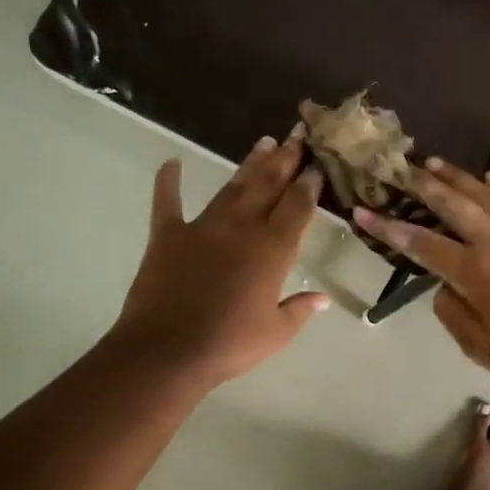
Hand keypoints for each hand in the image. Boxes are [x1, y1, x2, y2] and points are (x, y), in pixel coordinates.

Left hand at [114, 130, 328, 387]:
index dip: (308, 185)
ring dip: (248, 165)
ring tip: (263, 143)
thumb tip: (322, 298)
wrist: (167, 352)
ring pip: (231, 188)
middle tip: (295, 137)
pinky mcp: (167, 237)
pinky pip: (168, 203)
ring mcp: (202, 228)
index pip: (297, 207)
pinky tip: (171, 163)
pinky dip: (168, 182)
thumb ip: (300, 310)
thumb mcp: (276, 333)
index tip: (316, 166)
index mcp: (272, 250)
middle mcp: (242, 229)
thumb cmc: (230, 345)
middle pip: (267, 187)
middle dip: (284, 161)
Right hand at [354, 158, 489, 393]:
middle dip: (424, 185)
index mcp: (475, 272)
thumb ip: (452, 311)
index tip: (364, 212)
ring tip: (436, 163)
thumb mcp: (478, 346)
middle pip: (454, 203)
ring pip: (487, 193)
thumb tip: (444, 285)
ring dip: (459, 176)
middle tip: (404, 170)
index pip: (421, 243)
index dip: (388, 228)